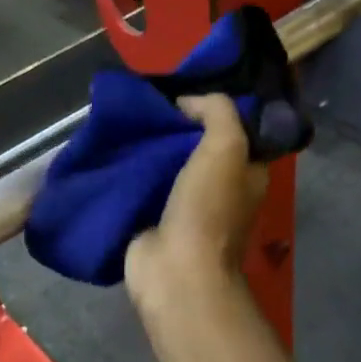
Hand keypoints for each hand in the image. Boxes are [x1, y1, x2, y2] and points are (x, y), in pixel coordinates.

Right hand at [125, 94, 267, 303]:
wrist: (175, 270)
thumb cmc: (208, 208)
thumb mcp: (226, 146)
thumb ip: (216, 112)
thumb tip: (187, 102)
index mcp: (246, 172)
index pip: (235, 129)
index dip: (213, 108)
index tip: (184, 91)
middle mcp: (221, 188)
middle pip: (197, 145)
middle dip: (176, 125)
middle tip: (149, 102)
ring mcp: (187, 206)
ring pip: (168, 164)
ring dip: (150, 146)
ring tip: (128, 120)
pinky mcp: (155, 219)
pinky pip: (144, 185)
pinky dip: (132, 170)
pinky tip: (114, 148)